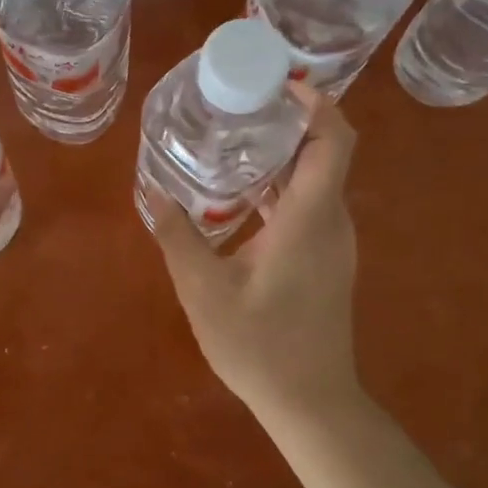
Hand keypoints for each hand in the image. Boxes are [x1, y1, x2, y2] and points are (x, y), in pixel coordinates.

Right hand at [147, 85, 360, 417]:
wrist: (311, 403)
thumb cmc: (260, 345)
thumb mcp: (203, 290)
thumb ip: (178, 236)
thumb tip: (153, 191)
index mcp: (308, 219)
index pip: (333, 141)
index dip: (316, 103)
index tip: (280, 84)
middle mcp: (331, 222)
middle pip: (325, 153)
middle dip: (288, 123)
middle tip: (238, 108)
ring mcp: (334, 244)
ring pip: (316, 181)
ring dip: (282, 157)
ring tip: (232, 143)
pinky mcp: (327, 262)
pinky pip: (310, 207)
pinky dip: (281, 189)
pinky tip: (240, 198)